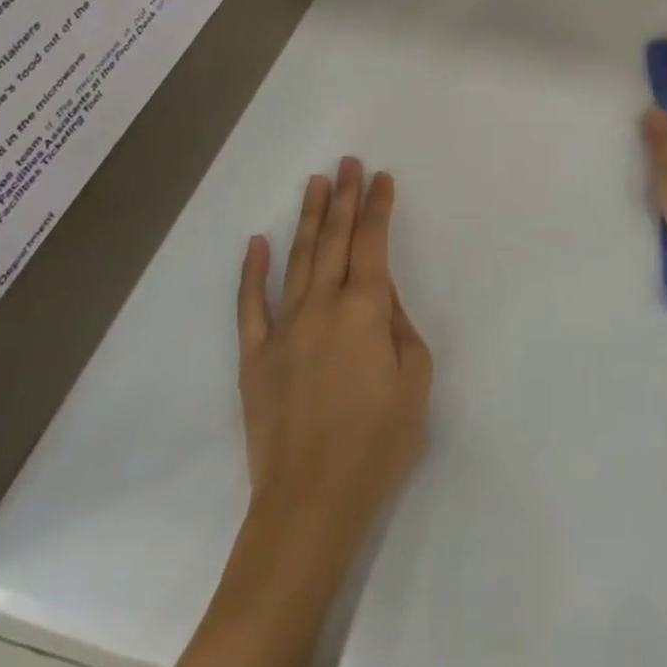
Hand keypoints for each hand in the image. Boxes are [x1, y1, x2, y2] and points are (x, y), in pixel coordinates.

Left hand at [237, 158, 431, 551]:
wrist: (311, 503)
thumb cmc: (378, 443)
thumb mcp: (415, 381)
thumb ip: (400, 327)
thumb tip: (382, 296)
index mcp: (366, 310)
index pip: (373, 244)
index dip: (378, 208)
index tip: (382, 178)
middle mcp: (322, 307)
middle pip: (335, 240)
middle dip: (345, 198)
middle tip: (348, 162)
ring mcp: (283, 329)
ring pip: (297, 259)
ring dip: (309, 219)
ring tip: (316, 184)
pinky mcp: (255, 356)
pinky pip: (250, 305)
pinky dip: (252, 271)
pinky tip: (256, 242)